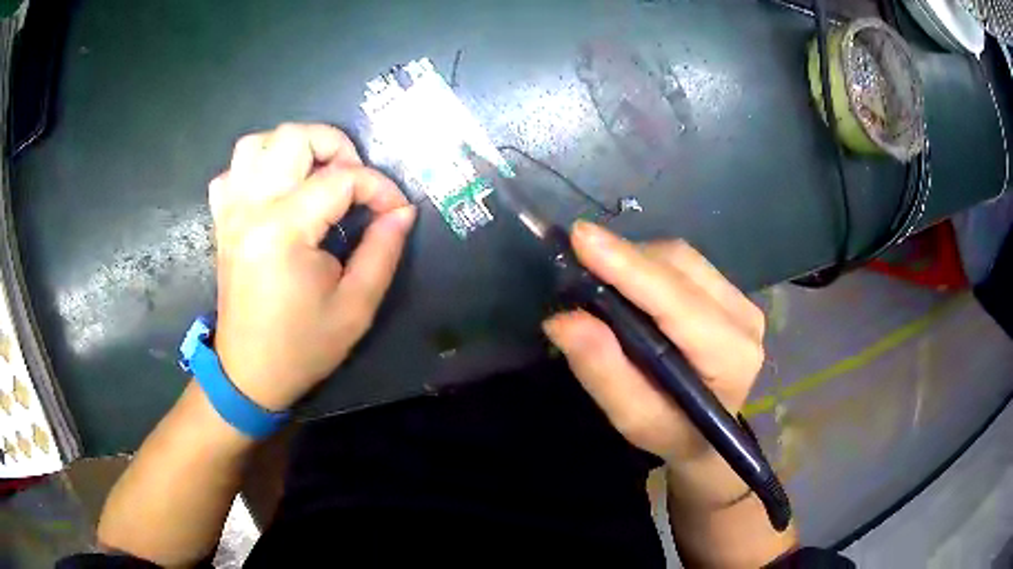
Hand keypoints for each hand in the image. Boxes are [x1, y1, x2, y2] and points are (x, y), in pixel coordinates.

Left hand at [209, 123, 415, 411]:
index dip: (379, 187)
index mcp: (283, 231)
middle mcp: (251, 208)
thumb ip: (383, 251)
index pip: (341, 179)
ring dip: (293, 148)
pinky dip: (257, 167)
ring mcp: (231, 211)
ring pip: (257, 143)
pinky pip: (233, 170)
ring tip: (315, 174)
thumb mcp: (355, 306)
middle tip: (354, 181)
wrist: (249, 374)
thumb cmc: (303, 346)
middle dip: (336, 146)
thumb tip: (403, 211)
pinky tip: (276, 190)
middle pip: (294, 137)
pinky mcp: (222, 221)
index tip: (397, 210)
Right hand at [543, 221, 764, 461]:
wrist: (706, 436)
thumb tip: (563, 319)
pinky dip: (649, 265)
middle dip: (625, 259)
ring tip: (601, 277)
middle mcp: (744, 319)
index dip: (628, 266)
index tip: (581, 237)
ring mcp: (742, 302)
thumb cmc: (671, 433)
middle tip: (578, 263)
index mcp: (730, 356)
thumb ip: (603, 371)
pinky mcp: (733, 294)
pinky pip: (685, 263)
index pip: (676, 300)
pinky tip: (631, 284)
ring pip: (681, 258)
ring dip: (636, 260)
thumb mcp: (632, 419)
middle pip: (679, 267)